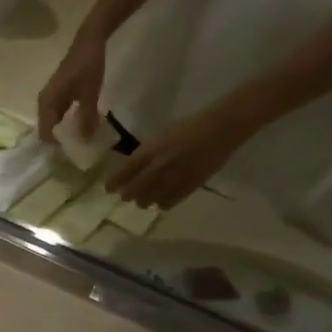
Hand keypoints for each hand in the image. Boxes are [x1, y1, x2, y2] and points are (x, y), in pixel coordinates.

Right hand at [36, 28, 107, 144]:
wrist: (88, 41)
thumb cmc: (87, 67)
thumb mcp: (90, 93)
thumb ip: (87, 117)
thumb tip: (85, 139)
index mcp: (46, 104)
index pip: (46, 134)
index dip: (57, 146)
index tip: (72, 154)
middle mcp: (43, 104)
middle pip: (47, 130)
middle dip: (60, 140)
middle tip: (77, 149)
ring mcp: (49, 99)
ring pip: (53, 122)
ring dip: (64, 131)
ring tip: (79, 139)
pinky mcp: (57, 95)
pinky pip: (58, 115)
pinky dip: (67, 122)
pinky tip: (80, 124)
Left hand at [105, 104, 255, 209]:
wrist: (222, 127)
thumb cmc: (189, 127)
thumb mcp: (160, 136)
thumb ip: (144, 154)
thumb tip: (130, 170)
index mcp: (148, 152)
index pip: (122, 174)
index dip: (112, 184)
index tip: (109, 189)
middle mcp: (157, 168)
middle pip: (132, 191)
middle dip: (126, 195)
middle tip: (125, 196)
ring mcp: (172, 179)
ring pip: (147, 201)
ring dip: (144, 200)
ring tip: (144, 199)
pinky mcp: (188, 187)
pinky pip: (167, 204)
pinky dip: (162, 203)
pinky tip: (162, 200)